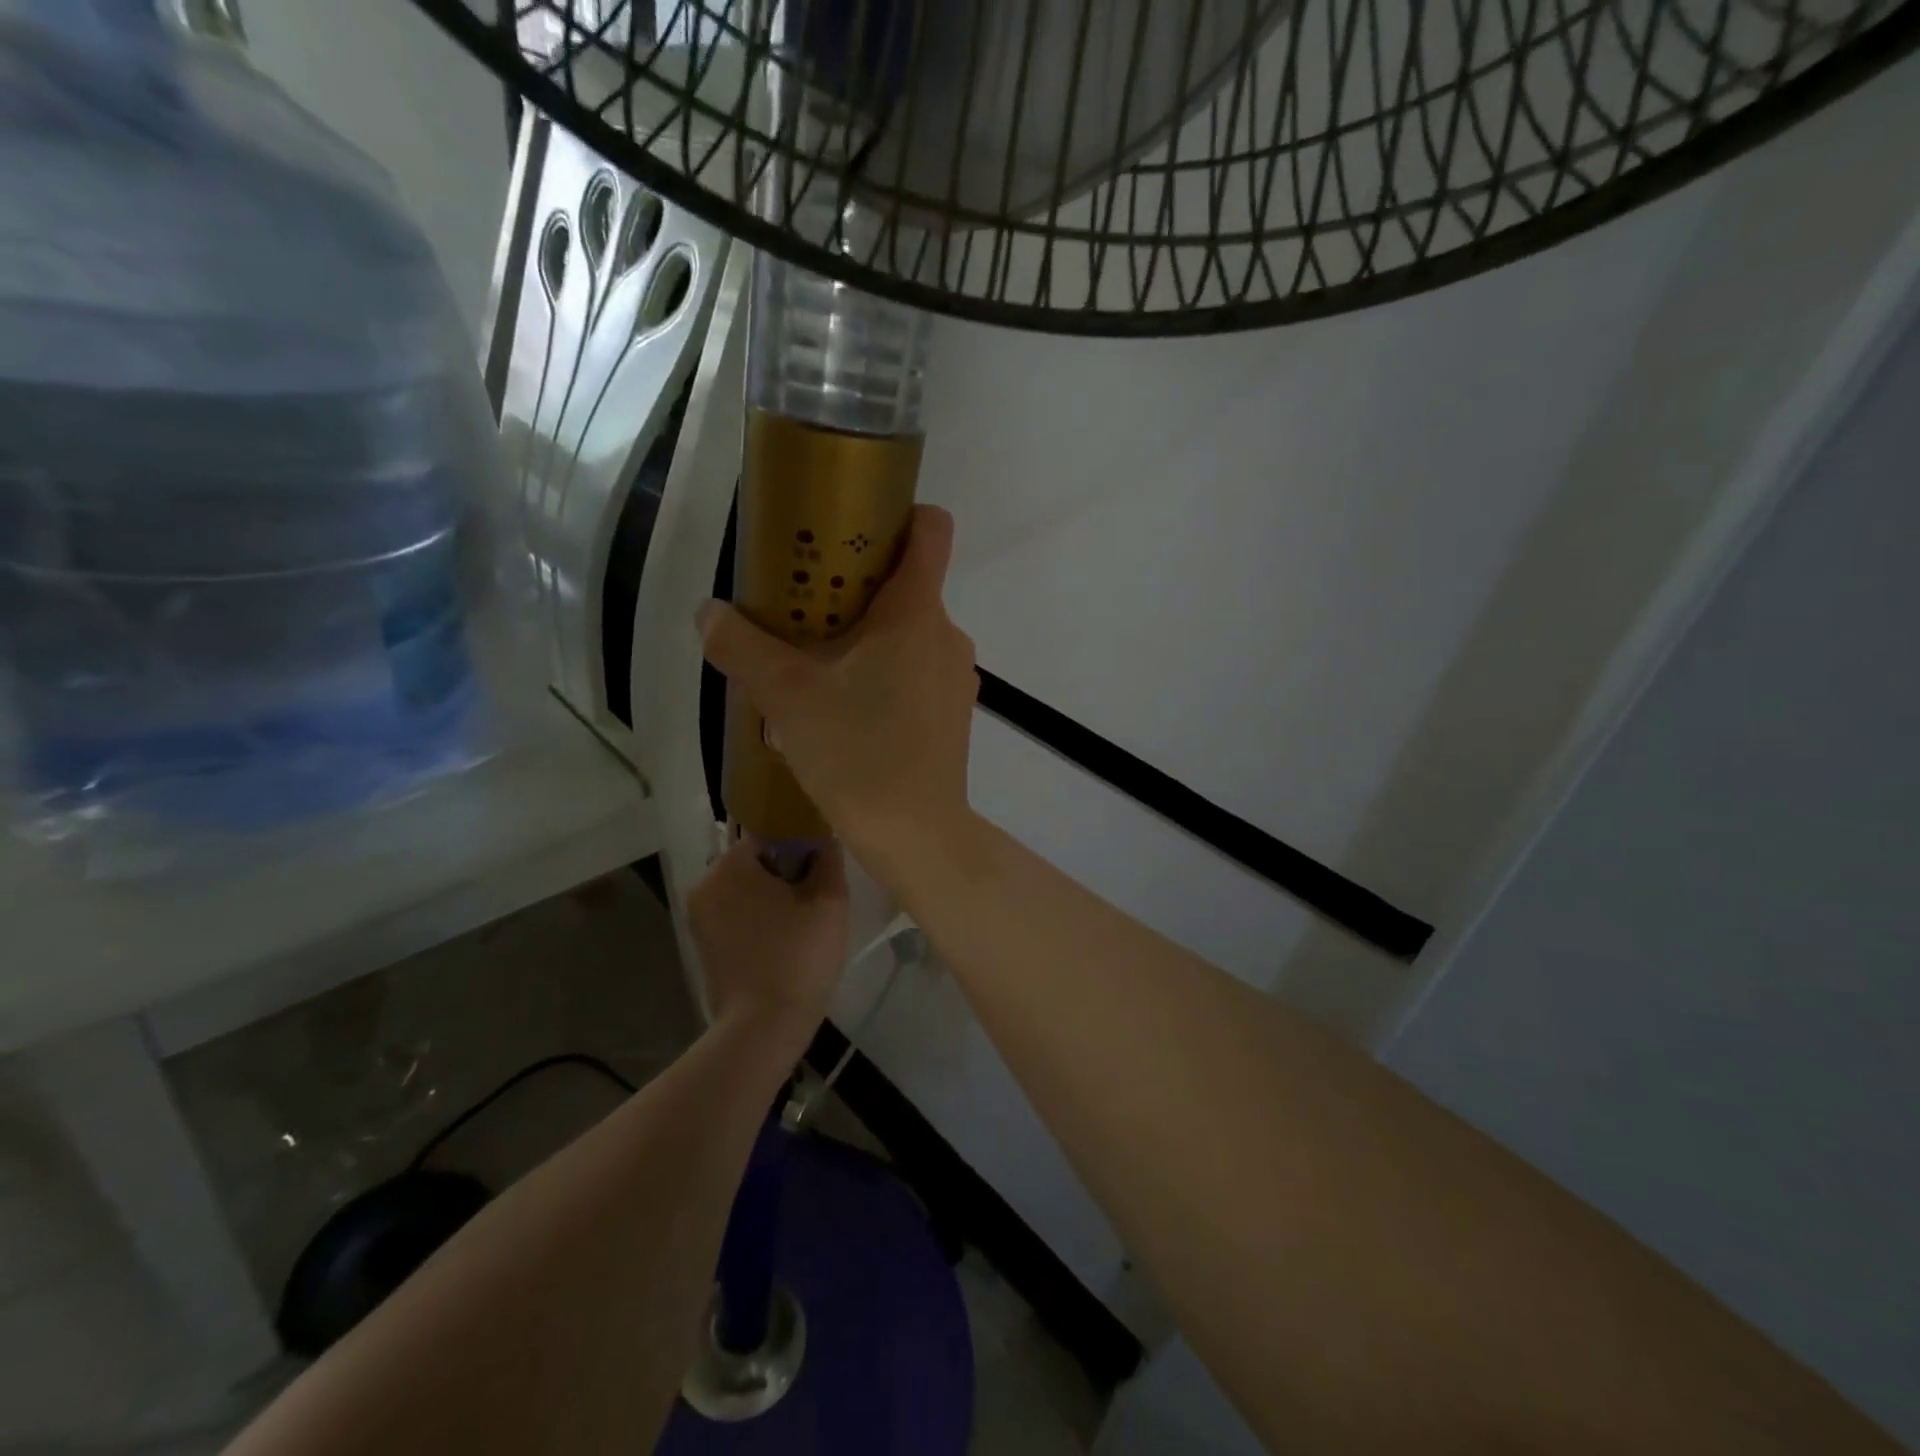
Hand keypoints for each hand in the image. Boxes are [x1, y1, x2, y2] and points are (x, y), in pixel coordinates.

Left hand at [686, 837, 849, 1041]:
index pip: (770, 834)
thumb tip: (824, 838)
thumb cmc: (799, 957)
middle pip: (755, 862)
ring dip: (773, 898)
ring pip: (746, 890)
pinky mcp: (702, 945)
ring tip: (802, 924)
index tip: (822, 871)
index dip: (801, 847)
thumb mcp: (830, 901)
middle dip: (786, 874)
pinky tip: (782, 943)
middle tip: (816, 900)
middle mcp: (705, 884)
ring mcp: (699, 917)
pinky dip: (758, 920)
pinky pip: (736, 916)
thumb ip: (829, 859)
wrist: (763, 1027)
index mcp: (730, 866)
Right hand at [699, 505, 978, 869]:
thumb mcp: (786, 695)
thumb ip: (742, 646)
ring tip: (818, 670)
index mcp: (916, 611)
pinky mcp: (953, 712)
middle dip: (856, 589)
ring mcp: (956, 675)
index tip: (848, 531)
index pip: (929, 529)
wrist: (916, 833)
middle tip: (804, 612)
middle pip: (906, 584)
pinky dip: (884, 674)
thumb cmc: (857, 751)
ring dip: (865, 639)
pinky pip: (916, 671)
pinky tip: (847, 712)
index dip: (896, 515)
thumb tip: (710, 612)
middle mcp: (946, 633)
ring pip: (908, 633)